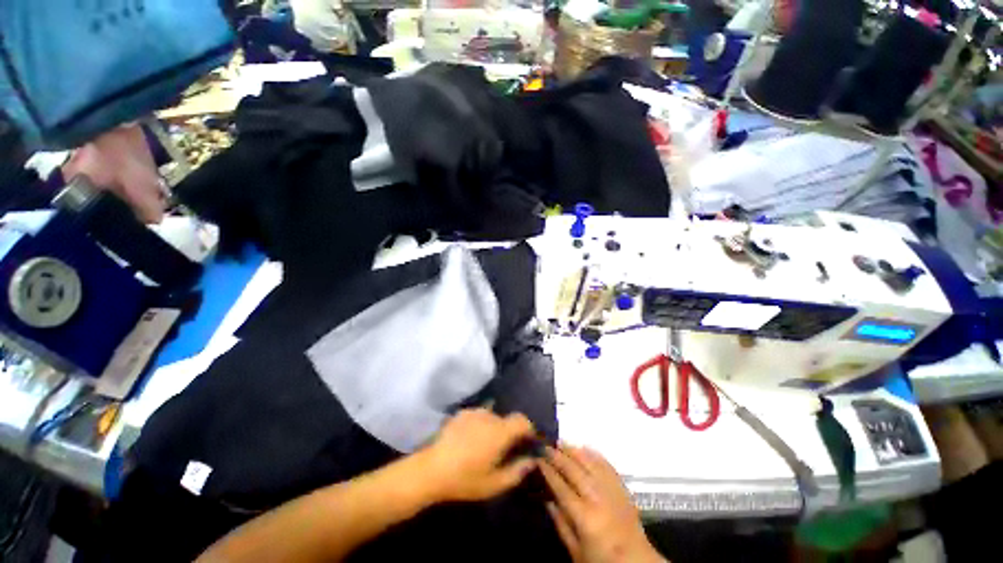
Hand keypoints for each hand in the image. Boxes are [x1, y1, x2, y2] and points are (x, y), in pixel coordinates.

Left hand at [418, 408, 537, 502]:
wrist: (431, 469)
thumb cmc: (465, 479)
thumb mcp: (494, 484)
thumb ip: (517, 471)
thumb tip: (532, 460)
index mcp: (500, 431)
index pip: (522, 420)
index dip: (528, 429)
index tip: (526, 442)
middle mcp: (489, 416)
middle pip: (506, 419)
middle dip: (508, 432)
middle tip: (502, 450)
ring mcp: (473, 412)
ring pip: (492, 416)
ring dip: (493, 428)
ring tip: (484, 445)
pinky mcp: (461, 413)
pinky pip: (477, 416)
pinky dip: (479, 424)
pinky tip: (469, 439)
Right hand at [540, 444, 663, 562]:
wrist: (637, 562)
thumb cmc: (602, 560)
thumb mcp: (576, 552)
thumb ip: (561, 524)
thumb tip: (547, 500)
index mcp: (584, 517)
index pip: (561, 487)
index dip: (548, 472)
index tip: (538, 459)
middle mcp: (597, 498)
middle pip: (574, 471)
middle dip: (558, 456)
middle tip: (546, 446)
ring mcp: (612, 490)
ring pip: (590, 463)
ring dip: (574, 450)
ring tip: (561, 442)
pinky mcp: (622, 487)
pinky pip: (606, 465)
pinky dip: (593, 454)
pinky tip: (584, 448)